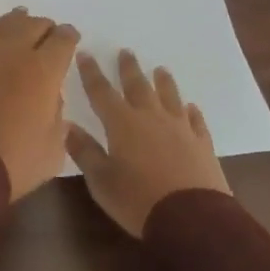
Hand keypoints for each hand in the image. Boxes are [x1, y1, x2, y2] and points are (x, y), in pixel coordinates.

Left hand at [0, 8, 79, 200]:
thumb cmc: (11, 160)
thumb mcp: (52, 149)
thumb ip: (57, 118)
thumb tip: (51, 99)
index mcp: (44, 70)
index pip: (62, 41)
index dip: (69, 36)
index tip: (71, 37)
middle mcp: (15, 52)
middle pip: (34, 25)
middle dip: (44, 27)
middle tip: (48, 33)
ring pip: (5, 24)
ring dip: (18, 22)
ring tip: (22, 22)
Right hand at [66, 49, 229, 235]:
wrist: (192, 218)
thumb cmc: (137, 199)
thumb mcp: (101, 180)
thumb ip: (85, 151)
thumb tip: (67, 127)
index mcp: (121, 123)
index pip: (101, 91)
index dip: (91, 72)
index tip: (85, 53)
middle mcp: (150, 117)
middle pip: (138, 86)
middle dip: (128, 68)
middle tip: (126, 52)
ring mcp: (180, 129)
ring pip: (170, 97)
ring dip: (163, 82)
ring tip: (160, 69)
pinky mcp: (202, 144)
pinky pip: (196, 120)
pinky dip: (191, 111)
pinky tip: (191, 107)